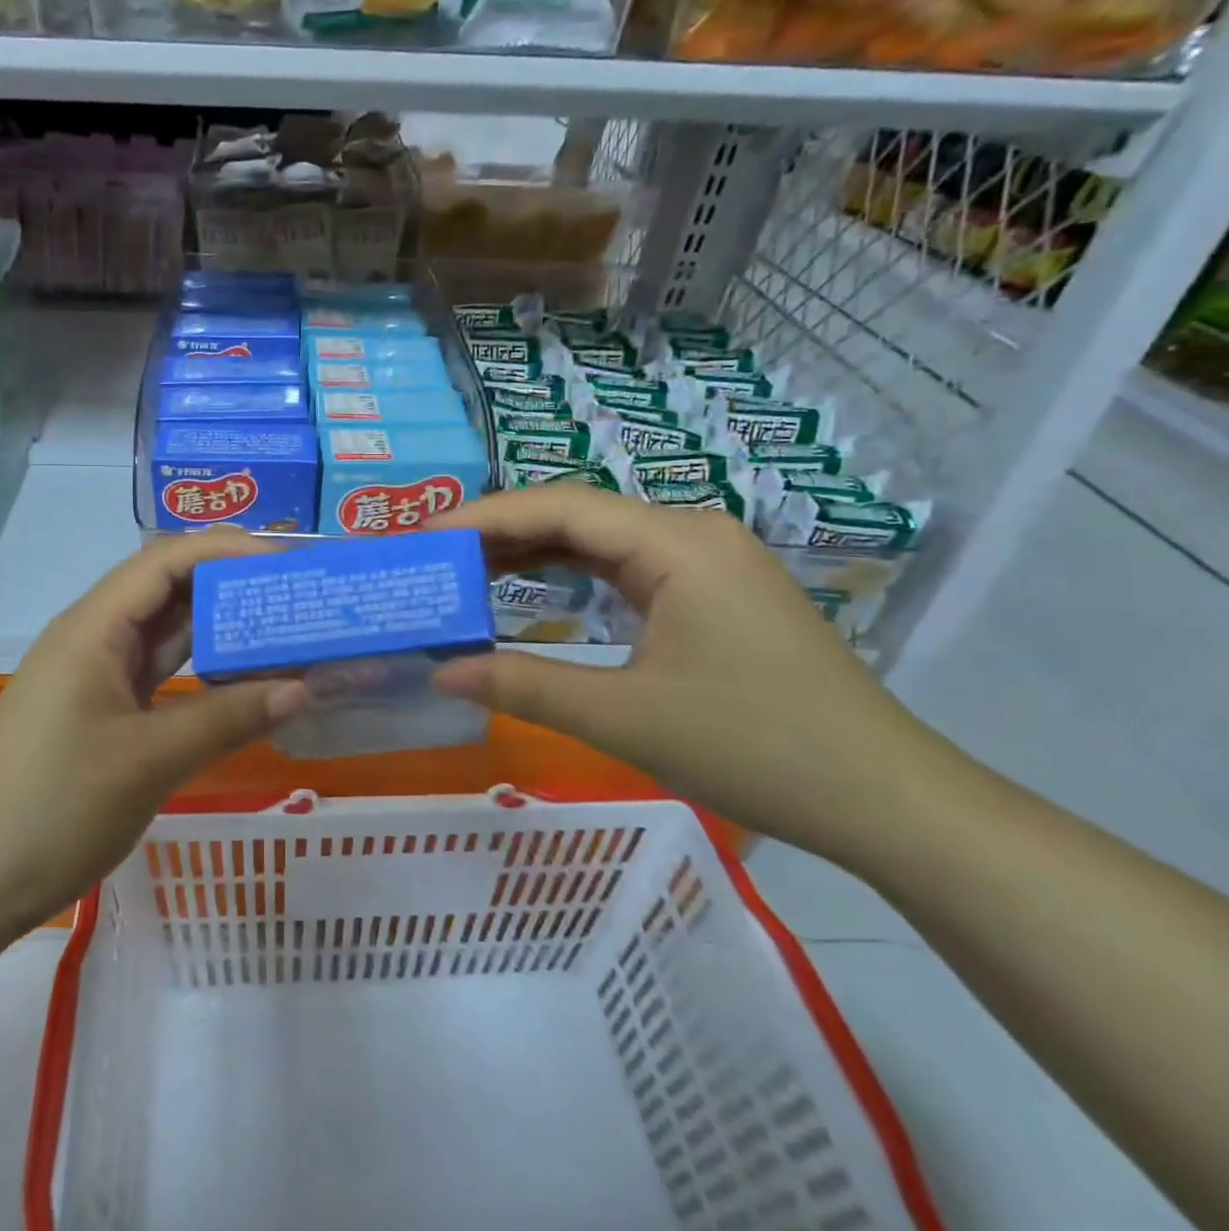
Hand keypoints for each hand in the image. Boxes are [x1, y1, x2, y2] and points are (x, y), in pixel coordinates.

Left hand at [0, 530, 307, 950]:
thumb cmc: (53, 808)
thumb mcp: (150, 761)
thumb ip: (229, 718)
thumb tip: (302, 688)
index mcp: (93, 627)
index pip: (166, 560)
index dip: (227, 549)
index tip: (287, 561)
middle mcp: (92, 638)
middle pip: (167, 589)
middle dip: (229, 585)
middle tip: (295, 594)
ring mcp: (93, 676)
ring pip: (164, 633)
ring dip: (217, 629)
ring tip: (281, 628)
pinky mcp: (98, 712)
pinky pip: (156, 674)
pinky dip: (199, 672)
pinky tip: (239, 681)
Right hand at [428, 483, 967, 867]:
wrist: (887, 800)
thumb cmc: (758, 749)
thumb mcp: (625, 720)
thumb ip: (525, 687)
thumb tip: (441, 671)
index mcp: (676, 544)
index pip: (559, 509)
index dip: (484, 517)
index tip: (423, 537)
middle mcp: (690, 532)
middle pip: (575, 514)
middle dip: (499, 530)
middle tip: (432, 555)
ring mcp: (705, 560)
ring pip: (597, 537)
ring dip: (531, 549)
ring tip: (464, 566)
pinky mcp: (710, 590)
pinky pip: (622, 564)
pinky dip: (569, 571)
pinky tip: (529, 583)